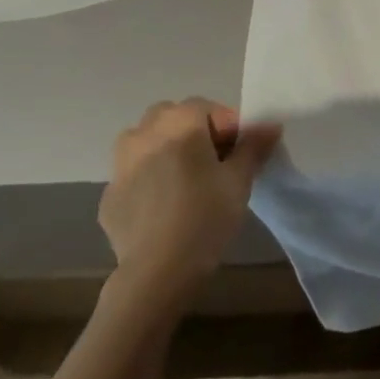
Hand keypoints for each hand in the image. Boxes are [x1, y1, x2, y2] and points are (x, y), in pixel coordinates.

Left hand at [98, 98, 280, 314]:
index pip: (207, 107)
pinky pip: (134, 174)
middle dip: (193, 130)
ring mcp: (120, 165)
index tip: (241, 150)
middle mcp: (144, 134)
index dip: (228, 124)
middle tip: (214, 160)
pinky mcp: (109, 196)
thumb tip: (270, 125)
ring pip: (145, 141)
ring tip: (186, 178)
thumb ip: (254, 146)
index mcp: (178, 123)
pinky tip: (165, 205)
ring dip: (165, 148)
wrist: (158, 271)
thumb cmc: (206, 215)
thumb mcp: (240, 178)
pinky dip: (149, 178)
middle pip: (171, 117)